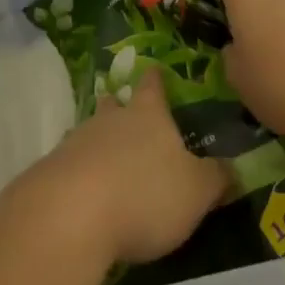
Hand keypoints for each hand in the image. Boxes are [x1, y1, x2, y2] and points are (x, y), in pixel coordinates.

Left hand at [23, 68, 228, 265]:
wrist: (71, 214)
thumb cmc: (145, 194)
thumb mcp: (196, 191)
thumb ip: (216, 178)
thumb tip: (233, 168)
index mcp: (148, 115)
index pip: (153, 86)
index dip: (156, 79)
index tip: (155, 70)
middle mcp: (110, 120)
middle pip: (114, 104)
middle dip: (119, 106)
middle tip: (124, 109)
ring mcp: (76, 142)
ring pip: (90, 133)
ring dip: (98, 142)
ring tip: (108, 157)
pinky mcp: (52, 172)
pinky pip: (71, 165)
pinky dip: (80, 174)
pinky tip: (86, 193)